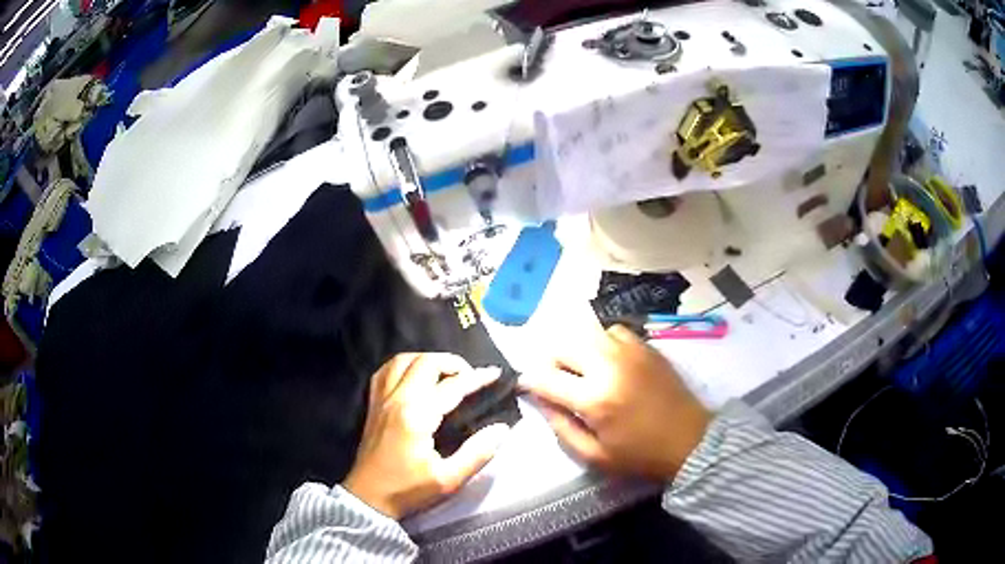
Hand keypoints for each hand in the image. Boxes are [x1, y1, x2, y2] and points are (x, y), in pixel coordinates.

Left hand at [343, 353, 509, 518]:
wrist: (368, 499)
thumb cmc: (408, 490)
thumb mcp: (448, 479)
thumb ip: (477, 453)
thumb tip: (501, 429)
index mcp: (416, 416)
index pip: (451, 386)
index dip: (476, 378)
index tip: (495, 374)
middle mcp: (397, 400)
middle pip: (424, 363)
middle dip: (451, 362)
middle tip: (470, 375)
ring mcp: (381, 400)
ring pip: (401, 360)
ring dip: (426, 359)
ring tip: (444, 373)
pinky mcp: (373, 406)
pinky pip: (385, 372)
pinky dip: (403, 365)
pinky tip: (414, 376)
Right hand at [521, 325, 711, 480]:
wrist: (690, 440)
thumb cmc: (640, 454)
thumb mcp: (594, 454)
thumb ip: (562, 427)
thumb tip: (540, 400)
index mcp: (594, 398)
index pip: (546, 377)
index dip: (529, 381)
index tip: (526, 386)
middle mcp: (609, 366)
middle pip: (563, 345)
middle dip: (550, 361)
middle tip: (554, 379)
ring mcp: (630, 351)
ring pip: (587, 332)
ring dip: (576, 349)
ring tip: (580, 368)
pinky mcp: (646, 347)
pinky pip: (613, 331)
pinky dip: (602, 342)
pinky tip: (606, 360)